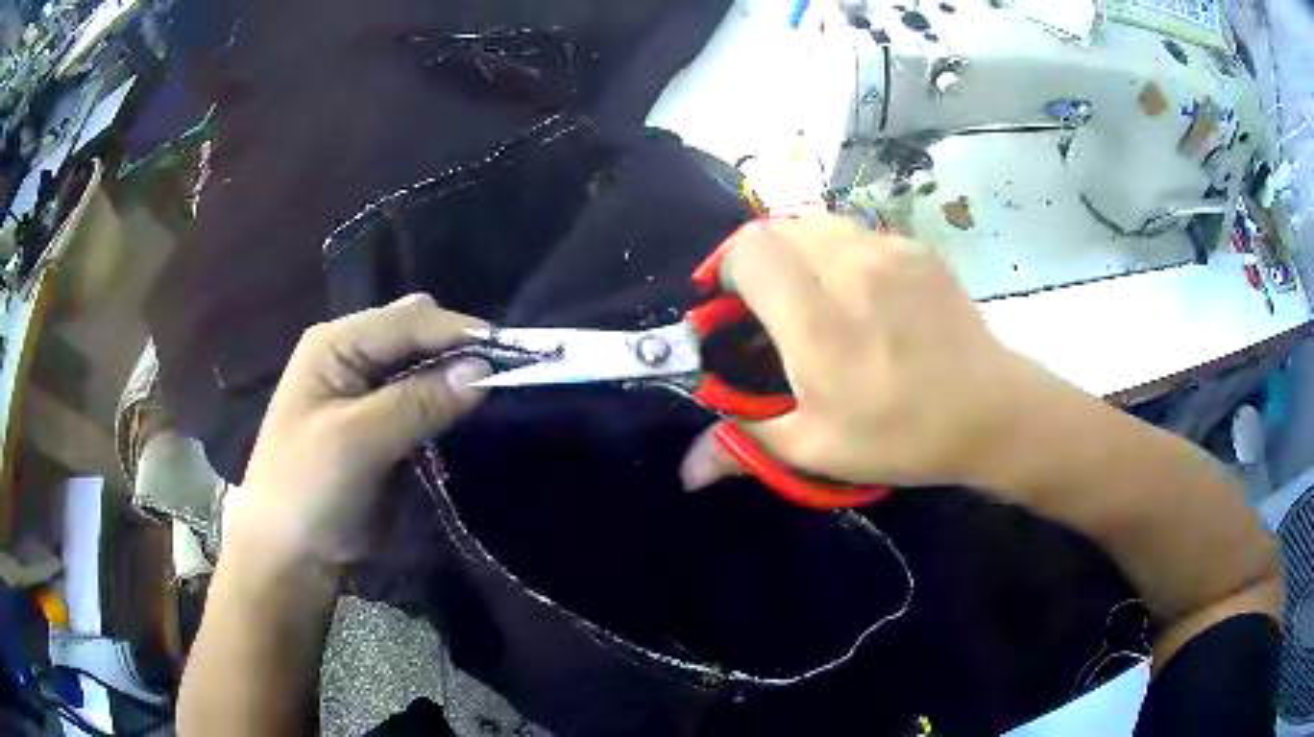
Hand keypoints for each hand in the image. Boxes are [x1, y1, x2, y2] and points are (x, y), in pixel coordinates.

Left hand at [234, 295, 490, 566]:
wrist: (292, 555)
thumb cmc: (307, 490)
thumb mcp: (356, 443)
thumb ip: (418, 402)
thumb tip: (484, 371)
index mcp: (335, 344)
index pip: (407, 321)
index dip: (457, 332)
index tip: (513, 351)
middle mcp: (352, 356)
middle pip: (417, 333)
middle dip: (459, 347)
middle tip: (503, 374)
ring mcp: (367, 391)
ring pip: (425, 366)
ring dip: (457, 376)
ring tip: (498, 389)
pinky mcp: (383, 425)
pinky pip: (425, 400)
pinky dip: (448, 403)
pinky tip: (468, 412)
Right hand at [681, 215, 1047, 491]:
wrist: (992, 411)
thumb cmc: (902, 435)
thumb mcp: (819, 449)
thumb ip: (745, 445)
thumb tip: (686, 471)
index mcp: (817, 322)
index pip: (747, 252)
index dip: (726, 273)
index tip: (730, 311)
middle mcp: (849, 269)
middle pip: (776, 226)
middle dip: (758, 259)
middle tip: (769, 305)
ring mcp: (888, 251)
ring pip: (815, 221)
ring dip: (797, 250)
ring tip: (812, 294)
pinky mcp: (916, 249)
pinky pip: (857, 232)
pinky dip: (839, 251)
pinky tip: (860, 293)